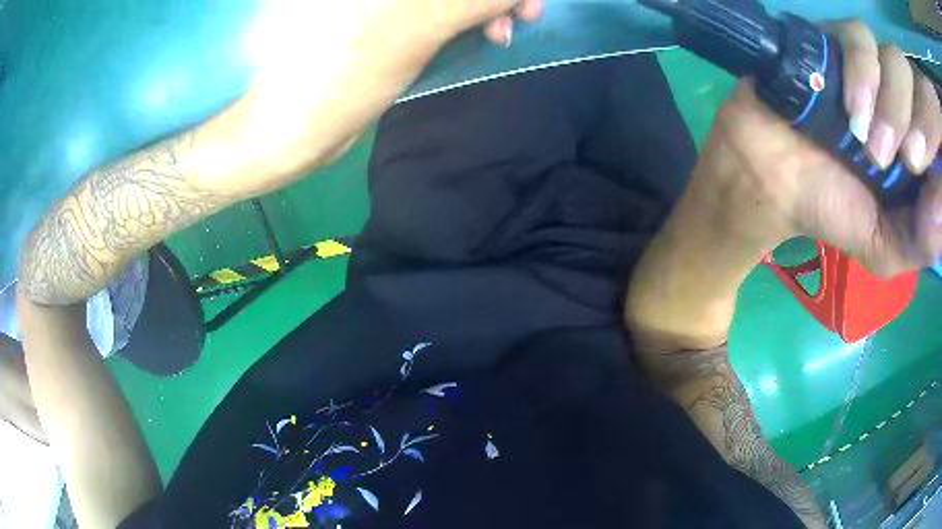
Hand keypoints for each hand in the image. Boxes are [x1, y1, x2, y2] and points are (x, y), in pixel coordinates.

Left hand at [227, 0, 543, 190]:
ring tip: (496, 33)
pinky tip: (474, 32)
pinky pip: (429, 9)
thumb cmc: (343, 78)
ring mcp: (372, 4)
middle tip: (518, 18)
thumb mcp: (416, 28)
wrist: (290, 128)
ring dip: (478, 7)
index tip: (526, 5)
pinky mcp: (375, 17)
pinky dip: (459, 15)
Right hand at [698, 19, 940, 276]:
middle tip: (905, 164)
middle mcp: (904, 100)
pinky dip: (863, 70)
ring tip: (868, 144)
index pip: (935, 130)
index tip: (930, 175)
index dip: (937, 139)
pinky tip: (852, 110)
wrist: (772, 177)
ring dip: (893, 104)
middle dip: (922, 127)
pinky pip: (860, 37)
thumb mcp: (885, 247)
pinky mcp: (836, 41)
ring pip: (898, 61)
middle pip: (921, 91)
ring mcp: (872, 65)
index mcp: (920, 147)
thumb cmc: (834, 210)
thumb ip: (921, 241)